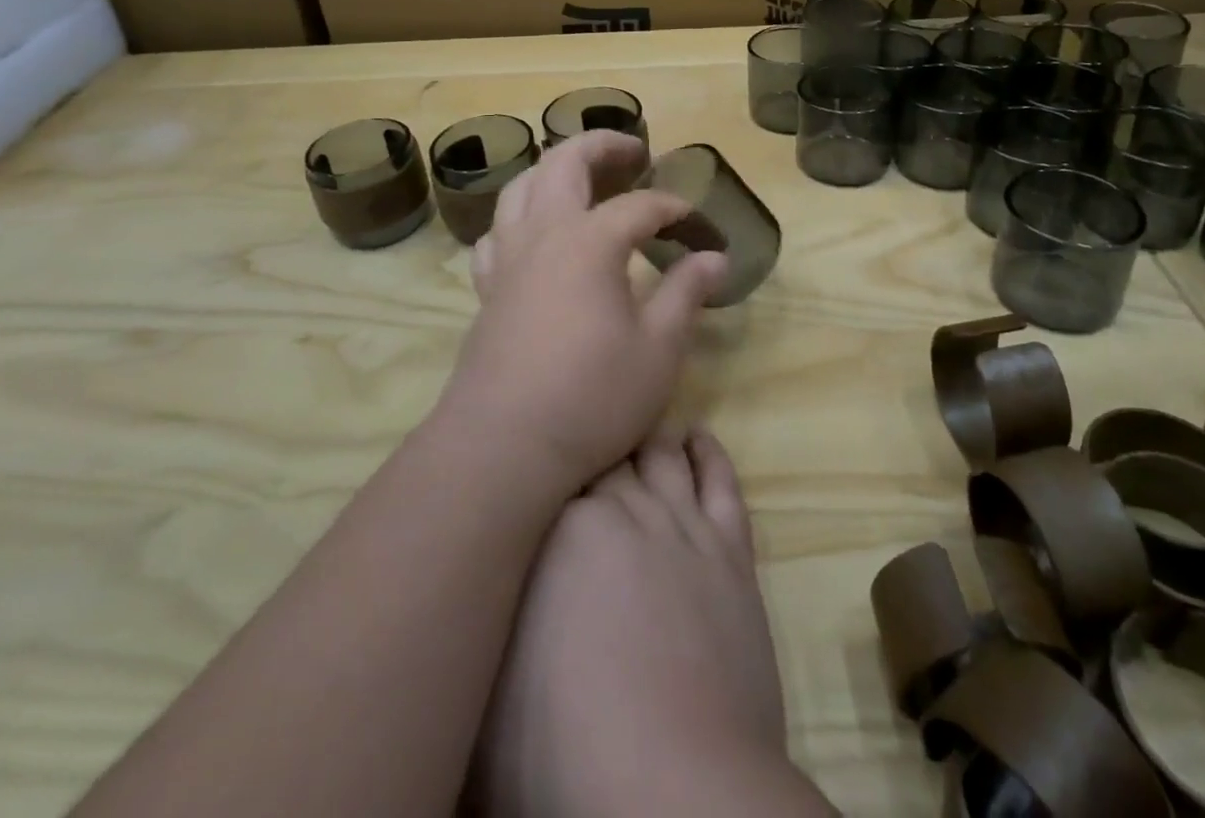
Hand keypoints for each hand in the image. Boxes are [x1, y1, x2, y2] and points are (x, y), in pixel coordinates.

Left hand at [442, 129, 727, 497]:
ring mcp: (508, 259)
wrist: (503, 445)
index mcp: (590, 241)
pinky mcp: (488, 288)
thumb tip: (715, 258)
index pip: (640, 206)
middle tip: (634, 151)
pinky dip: (519, 216)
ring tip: (582, 177)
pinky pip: (497, 231)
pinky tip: (533, 234)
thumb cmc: (592, 396)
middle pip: (565, 164)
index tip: (700, 227)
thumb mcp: (659, 349)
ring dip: (554, 170)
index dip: (674, 209)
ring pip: (521, 187)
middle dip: (603, 146)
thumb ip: (686, 293)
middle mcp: (544, 234)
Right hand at [472, 428, 809, 817]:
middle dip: (594, 440)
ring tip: (637, 424)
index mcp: (560, 527)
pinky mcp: (731, 548)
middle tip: (583, 435)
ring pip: (663, 452)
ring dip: (648, 436)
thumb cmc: (564, 748)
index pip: (552, 464)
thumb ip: (483, 621)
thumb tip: (473, 589)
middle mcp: (624, 506)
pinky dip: (709, 453)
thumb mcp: (486, 689)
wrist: (673, 789)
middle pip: (609, 450)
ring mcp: (682, 523)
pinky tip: (697, 437)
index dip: (545, 455)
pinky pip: (721, 480)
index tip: (536, 451)